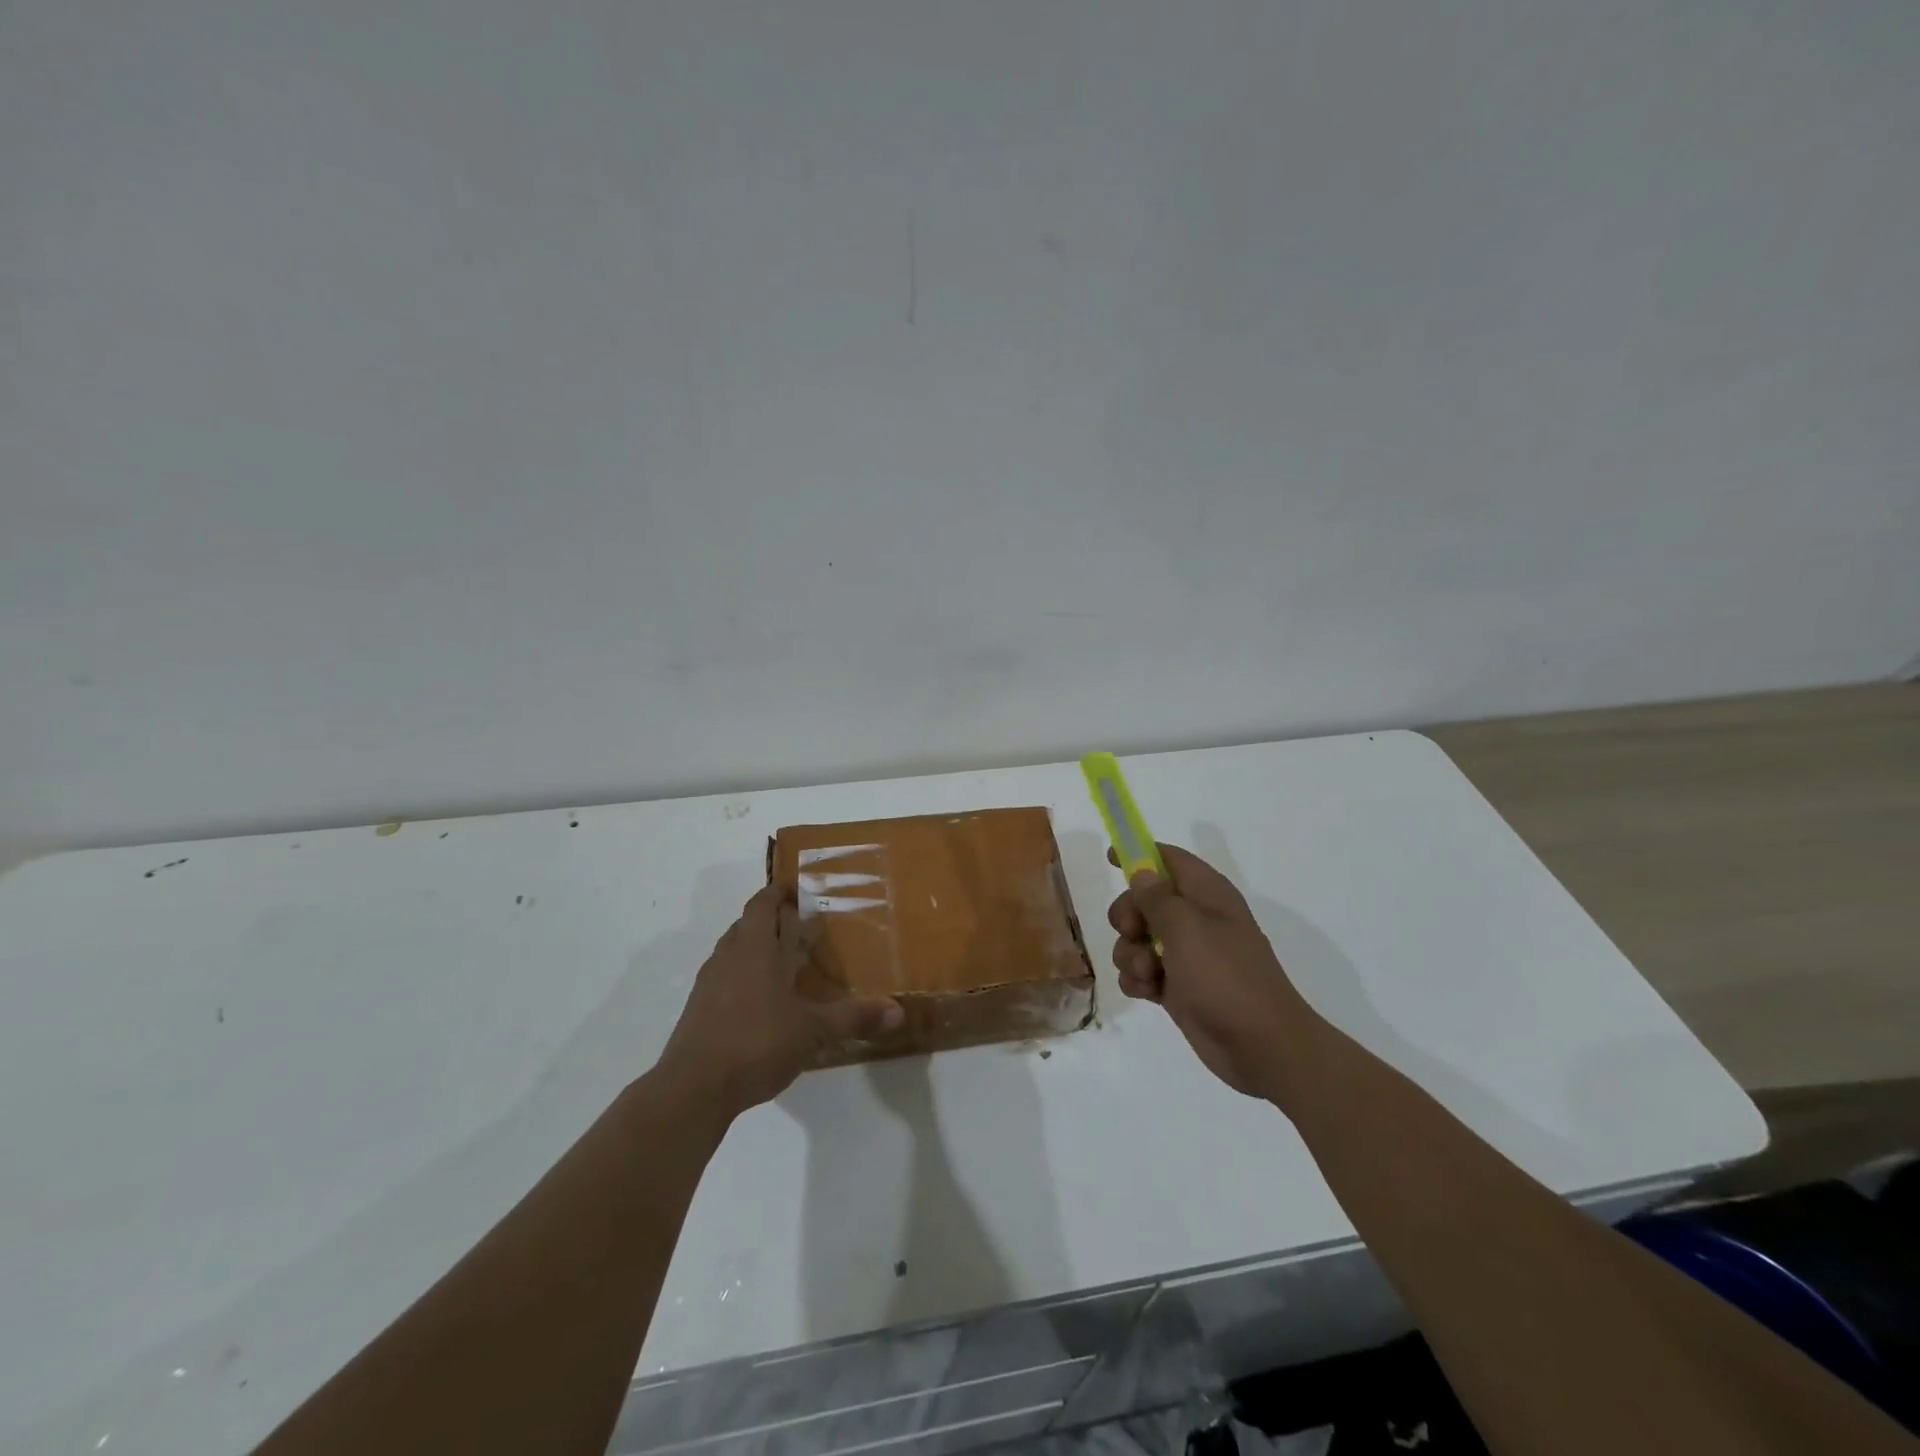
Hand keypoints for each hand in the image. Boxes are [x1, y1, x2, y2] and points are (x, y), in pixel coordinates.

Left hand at [658, 883, 903, 1116]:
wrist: (693, 1089)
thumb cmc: (756, 1043)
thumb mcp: (813, 1031)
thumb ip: (853, 1017)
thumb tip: (898, 1011)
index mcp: (754, 948)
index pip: (761, 904)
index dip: (777, 892)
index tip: (796, 889)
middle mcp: (727, 957)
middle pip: (745, 925)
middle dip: (769, 920)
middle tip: (799, 926)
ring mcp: (707, 984)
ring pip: (732, 951)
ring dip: (754, 948)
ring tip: (782, 962)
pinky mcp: (697, 1011)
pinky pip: (723, 979)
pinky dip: (742, 977)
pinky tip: (760, 1002)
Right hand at [1108, 844, 1319, 1101]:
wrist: (1261, 1046)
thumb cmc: (1225, 977)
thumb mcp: (1187, 928)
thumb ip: (1157, 897)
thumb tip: (1142, 872)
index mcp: (1206, 895)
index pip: (1169, 859)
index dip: (1139, 855)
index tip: (1111, 859)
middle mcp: (1195, 920)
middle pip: (1142, 901)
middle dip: (1128, 917)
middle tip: (1134, 933)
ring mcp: (1185, 955)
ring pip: (1136, 940)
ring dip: (1131, 955)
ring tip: (1150, 975)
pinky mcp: (1177, 987)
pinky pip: (1141, 972)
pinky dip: (1138, 981)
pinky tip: (1149, 993)